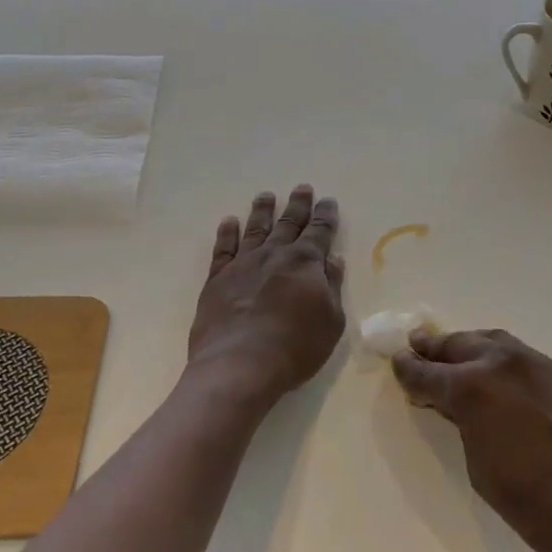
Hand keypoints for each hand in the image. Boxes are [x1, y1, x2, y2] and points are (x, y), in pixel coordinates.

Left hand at [186, 186, 346, 412]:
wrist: (239, 364)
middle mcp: (275, 254)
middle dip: (298, 205)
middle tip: (302, 188)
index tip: (327, 200)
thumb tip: (333, 260)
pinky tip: (229, 222)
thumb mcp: (331, 322)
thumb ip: (332, 287)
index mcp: (306, 262)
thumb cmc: (295, 348)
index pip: (319, 232)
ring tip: (266, 195)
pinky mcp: (217, 278)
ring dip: (262, 211)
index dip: (325, 216)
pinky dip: (227, 233)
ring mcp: (243, 263)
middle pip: (288, 223)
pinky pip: (223, 248)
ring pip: (255, 228)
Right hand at [393, 329, 551, 551]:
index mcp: (470, 387)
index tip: (398, 363)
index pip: (427, 372)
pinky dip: (499, 357)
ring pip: (490, 341)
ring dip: (468, 347)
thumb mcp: (477, 463)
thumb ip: (461, 421)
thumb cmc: (529, 502)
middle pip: (457, 345)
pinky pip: (519, 355)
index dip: (409, 369)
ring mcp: (534, 362)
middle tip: (418, 348)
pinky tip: (496, 370)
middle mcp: (499, 362)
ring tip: (454, 352)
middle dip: (435, 349)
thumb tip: (454, 403)